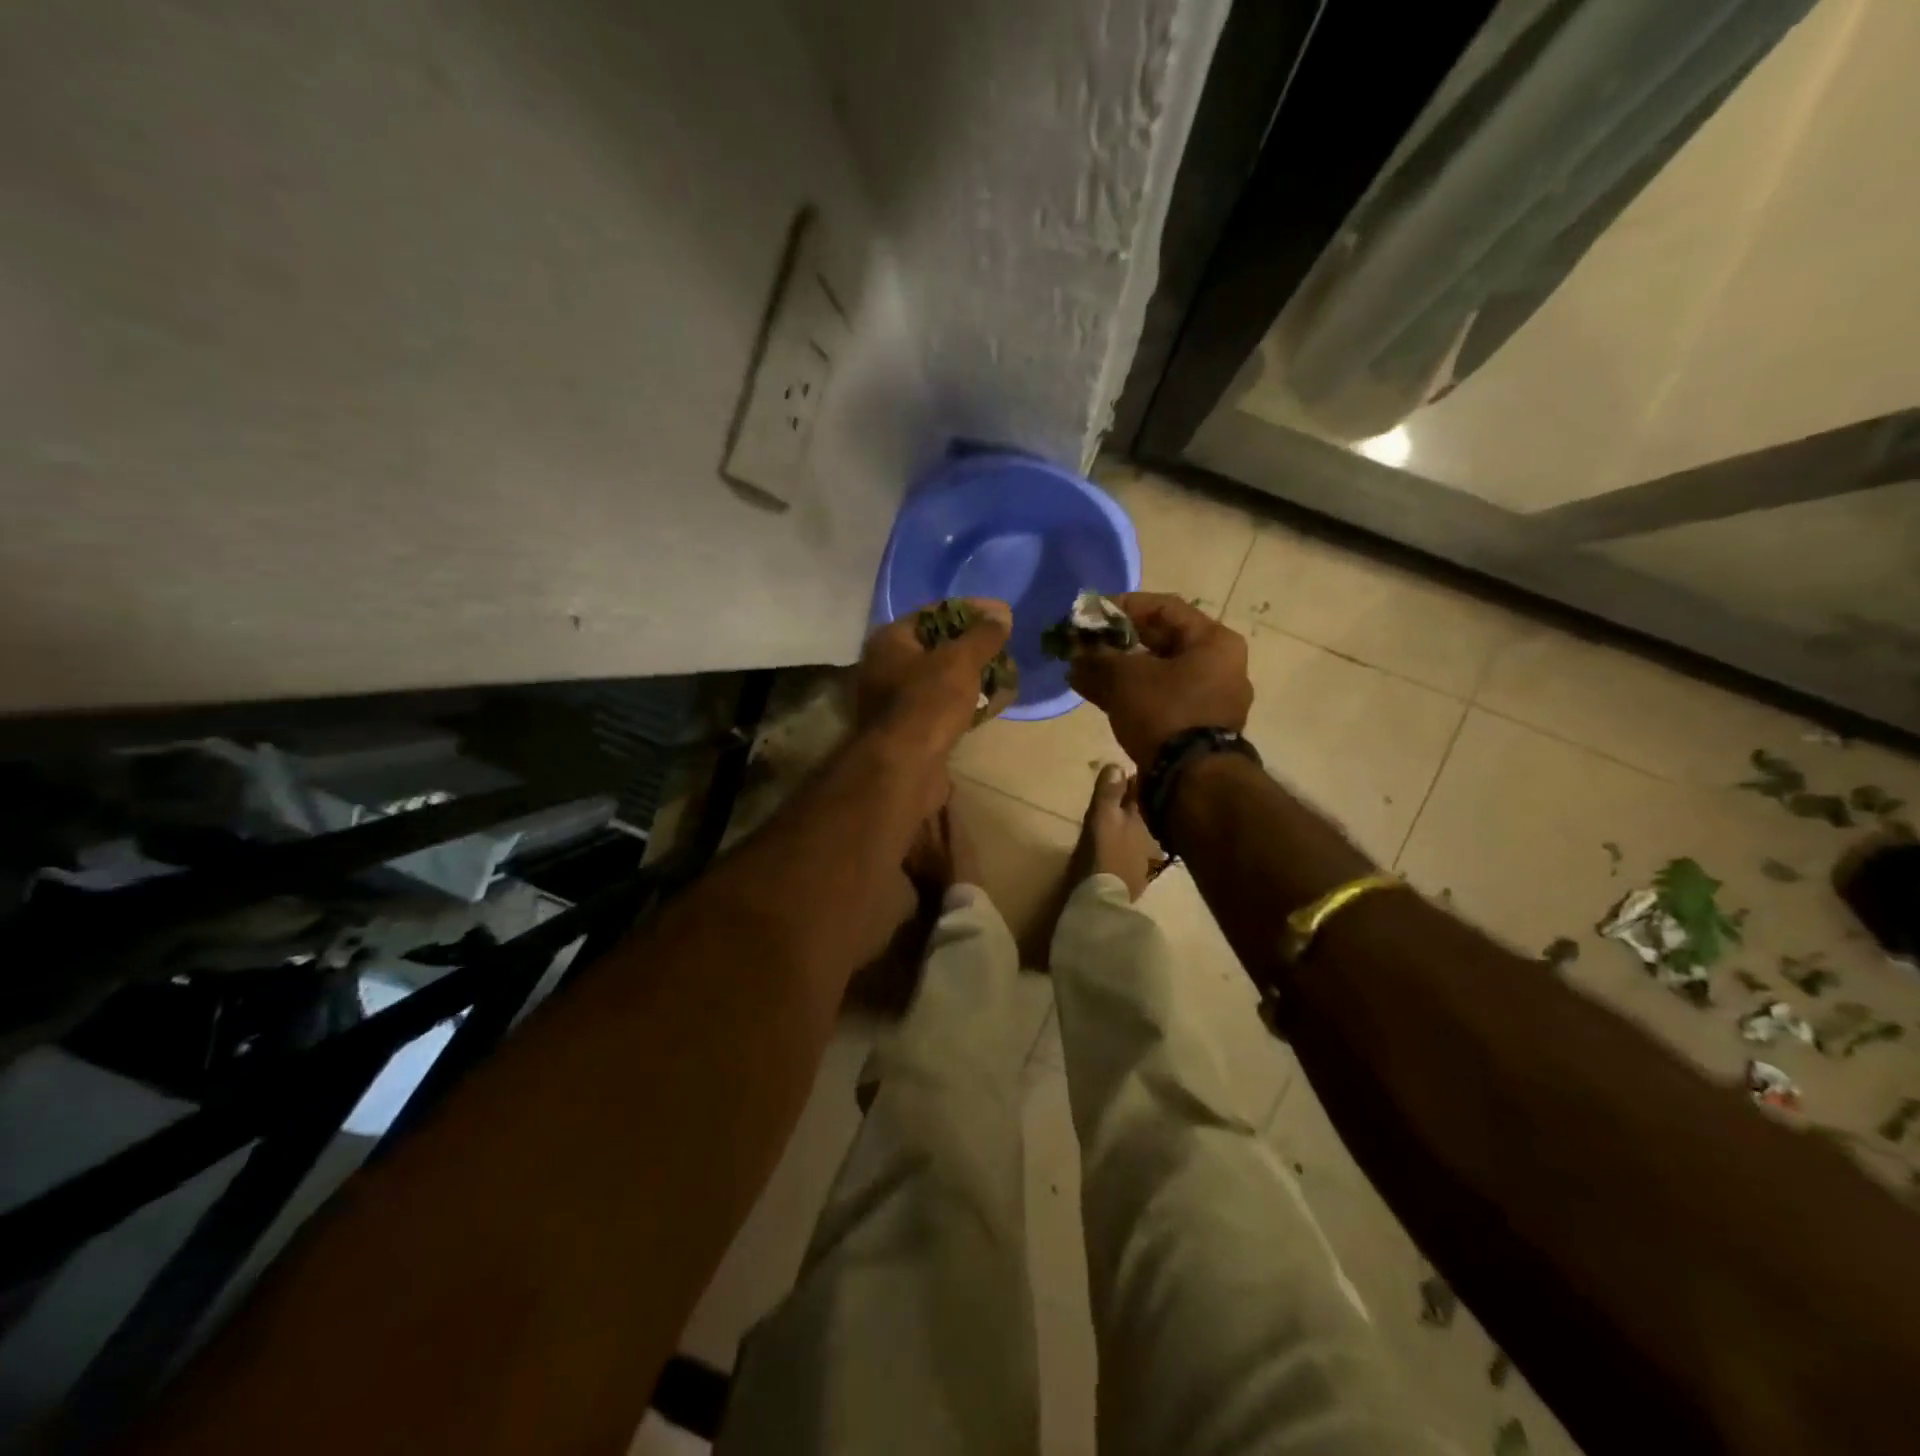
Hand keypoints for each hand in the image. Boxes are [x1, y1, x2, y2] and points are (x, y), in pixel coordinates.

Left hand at [853, 597, 1012, 764]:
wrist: (904, 768)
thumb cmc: (928, 703)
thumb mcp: (960, 661)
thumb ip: (983, 635)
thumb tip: (1002, 615)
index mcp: (890, 641)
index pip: (933, 613)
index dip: (970, 610)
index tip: (1002, 614)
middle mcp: (885, 666)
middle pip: (937, 646)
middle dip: (974, 646)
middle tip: (1005, 647)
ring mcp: (894, 700)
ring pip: (941, 678)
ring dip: (973, 675)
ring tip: (1006, 674)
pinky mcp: (909, 729)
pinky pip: (942, 705)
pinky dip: (966, 702)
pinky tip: (993, 703)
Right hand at [1068, 593, 1252, 763]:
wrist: (1192, 780)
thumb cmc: (1165, 712)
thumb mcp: (1125, 677)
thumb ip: (1098, 658)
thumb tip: (1076, 652)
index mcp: (1213, 642)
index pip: (1164, 608)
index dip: (1123, 606)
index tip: (1090, 613)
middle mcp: (1219, 666)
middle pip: (1160, 641)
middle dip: (1115, 642)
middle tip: (1082, 644)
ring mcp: (1210, 699)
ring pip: (1156, 673)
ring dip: (1117, 670)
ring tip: (1079, 670)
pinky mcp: (1195, 726)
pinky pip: (1159, 698)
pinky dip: (1129, 693)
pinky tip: (1094, 693)